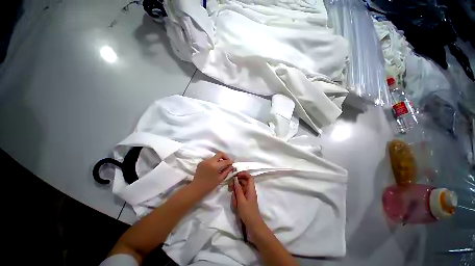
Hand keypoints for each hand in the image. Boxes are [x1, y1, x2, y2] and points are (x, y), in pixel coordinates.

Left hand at [191, 151, 233, 196]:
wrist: (196, 188)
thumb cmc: (210, 185)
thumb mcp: (220, 179)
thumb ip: (227, 171)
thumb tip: (231, 166)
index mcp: (215, 166)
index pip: (225, 161)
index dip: (230, 161)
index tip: (232, 163)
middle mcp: (210, 161)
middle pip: (220, 154)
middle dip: (225, 157)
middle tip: (227, 162)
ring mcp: (205, 161)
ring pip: (215, 157)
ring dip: (219, 160)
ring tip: (220, 166)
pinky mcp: (201, 162)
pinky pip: (210, 160)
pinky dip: (213, 162)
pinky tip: (213, 168)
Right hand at [228, 171, 263, 227]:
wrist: (253, 226)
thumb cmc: (248, 212)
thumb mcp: (241, 200)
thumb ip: (238, 189)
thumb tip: (235, 179)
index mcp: (251, 189)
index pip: (249, 177)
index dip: (243, 174)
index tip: (235, 175)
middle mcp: (249, 191)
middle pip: (243, 182)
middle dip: (236, 184)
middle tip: (230, 187)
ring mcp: (247, 196)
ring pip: (240, 189)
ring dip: (235, 193)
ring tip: (234, 201)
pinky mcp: (245, 200)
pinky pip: (240, 195)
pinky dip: (236, 198)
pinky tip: (235, 205)